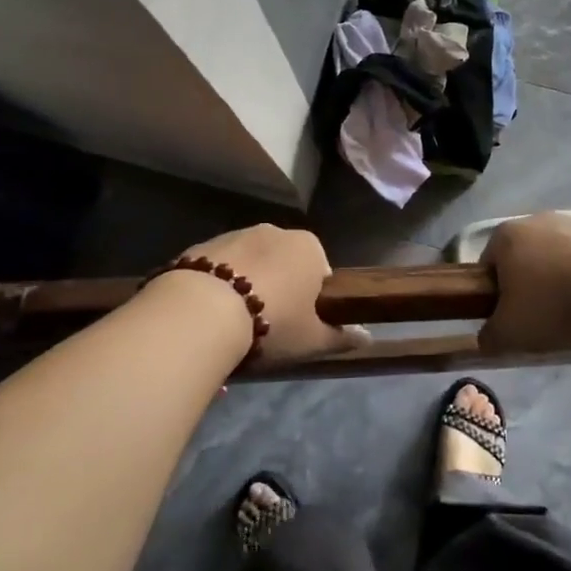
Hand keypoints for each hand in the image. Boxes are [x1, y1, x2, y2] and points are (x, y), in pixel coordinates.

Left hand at [175, 224, 368, 364]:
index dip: (311, 299)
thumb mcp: (312, 340)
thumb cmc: (271, 323)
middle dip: (278, 287)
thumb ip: (341, 337)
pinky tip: (209, 312)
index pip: (320, 270)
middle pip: (283, 262)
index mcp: (309, 247)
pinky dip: (217, 284)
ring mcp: (236, 233)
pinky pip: (218, 266)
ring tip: (234, 322)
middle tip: (268, 325)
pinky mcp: (202, 244)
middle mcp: (275, 231)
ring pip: (249, 262)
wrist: (202, 311)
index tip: (299, 323)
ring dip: (246, 284)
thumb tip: (368, 336)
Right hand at [478, 212, 570, 355]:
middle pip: (525, 256)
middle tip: (541, 317)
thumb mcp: (510, 334)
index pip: (488, 264)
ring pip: (560, 254)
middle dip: (530, 284)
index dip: (494, 294)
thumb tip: (486, 339)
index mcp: (507, 236)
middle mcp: (537, 219)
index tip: (508, 318)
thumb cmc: (554, 306)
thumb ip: (489, 337)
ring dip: (562, 277)